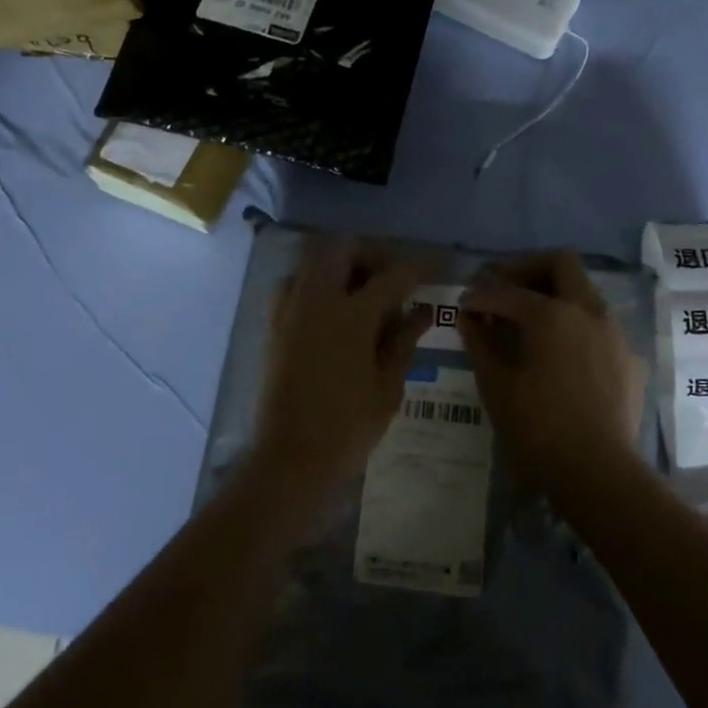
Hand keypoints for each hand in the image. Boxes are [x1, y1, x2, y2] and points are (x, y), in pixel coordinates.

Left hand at [254, 236, 431, 482]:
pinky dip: (313, 281)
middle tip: (390, 274)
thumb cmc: (347, 428)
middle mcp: (317, 302)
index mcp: (352, 317)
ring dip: (338, 262)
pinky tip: (330, 308)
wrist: (289, 459)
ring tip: (360, 288)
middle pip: (340, 248)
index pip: (392, 275)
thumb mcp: (387, 388)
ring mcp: (290, 311)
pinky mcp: (273, 326)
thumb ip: (404, 341)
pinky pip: (293, 283)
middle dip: (369, 252)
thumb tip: (423, 310)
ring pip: (312, 260)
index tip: (434, 264)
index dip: (418, 266)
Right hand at [460, 250, 647, 493]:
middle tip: (501, 289)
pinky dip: (574, 324)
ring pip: (584, 291)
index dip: (480, 294)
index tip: (464, 304)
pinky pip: (598, 324)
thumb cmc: (539, 429)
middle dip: (526, 269)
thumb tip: (469, 316)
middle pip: (560, 263)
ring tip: (526, 321)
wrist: (599, 474)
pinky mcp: (629, 358)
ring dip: (553, 294)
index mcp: (553, 314)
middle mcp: (589, 311)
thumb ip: (480, 342)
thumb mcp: (497, 385)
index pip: (508, 290)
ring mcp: (615, 333)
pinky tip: (558, 354)